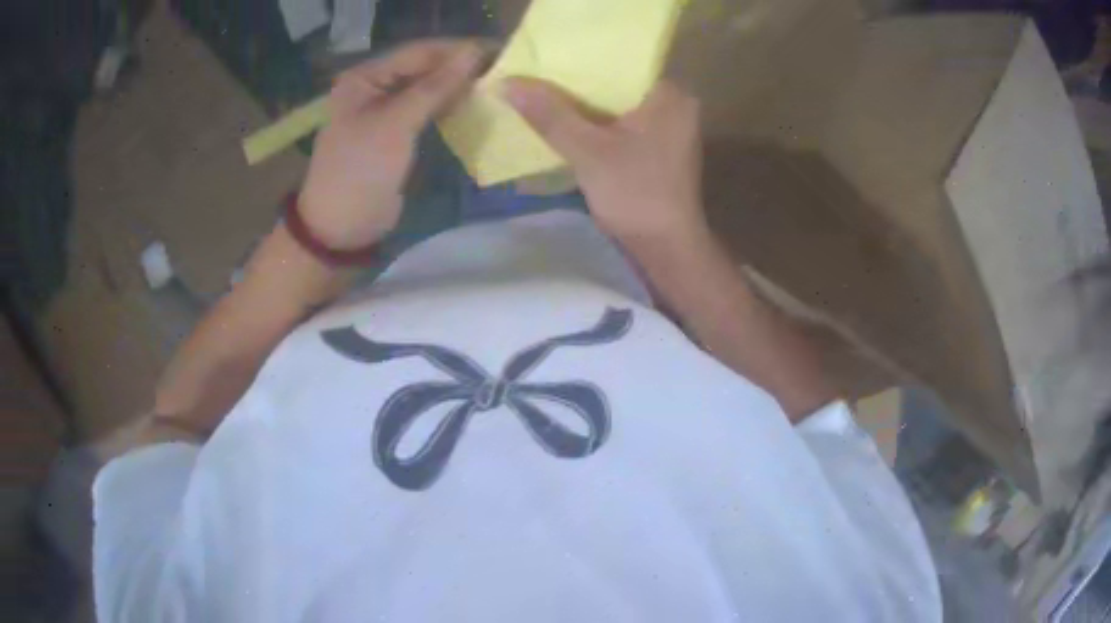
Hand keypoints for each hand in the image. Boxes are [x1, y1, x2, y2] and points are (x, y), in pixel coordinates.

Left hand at [299, 40, 485, 250]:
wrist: (342, 226)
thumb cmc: (361, 169)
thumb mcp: (396, 124)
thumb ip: (434, 87)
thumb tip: (472, 53)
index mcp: (364, 78)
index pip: (417, 52)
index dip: (455, 50)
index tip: (496, 51)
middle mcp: (373, 87)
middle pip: (422, 68)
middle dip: (457, 68)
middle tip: (500, 70)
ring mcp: (384, 111)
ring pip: (427, 89)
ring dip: (456, 87)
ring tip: (493, 85)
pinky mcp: (396, 133)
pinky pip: (426, 111)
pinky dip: (448, 107)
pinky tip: (473, 105)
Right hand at [504, 78, 705, 247]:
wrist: (665, 248)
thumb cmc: (635, 194)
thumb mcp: (587, 151)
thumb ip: (549, 115)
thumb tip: (507, 83)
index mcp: (669, 94)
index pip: (620, 62)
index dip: (579, 60)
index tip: (543, 61)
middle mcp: (675, 104)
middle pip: (616, 85)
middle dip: (577, 85)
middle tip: (535, 77)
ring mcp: (668, 128)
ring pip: (616, 106)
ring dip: (583, 107)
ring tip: (542, 95)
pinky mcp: (659, 149)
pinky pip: (621, 125)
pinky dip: (595, 125)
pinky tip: (565, 124)